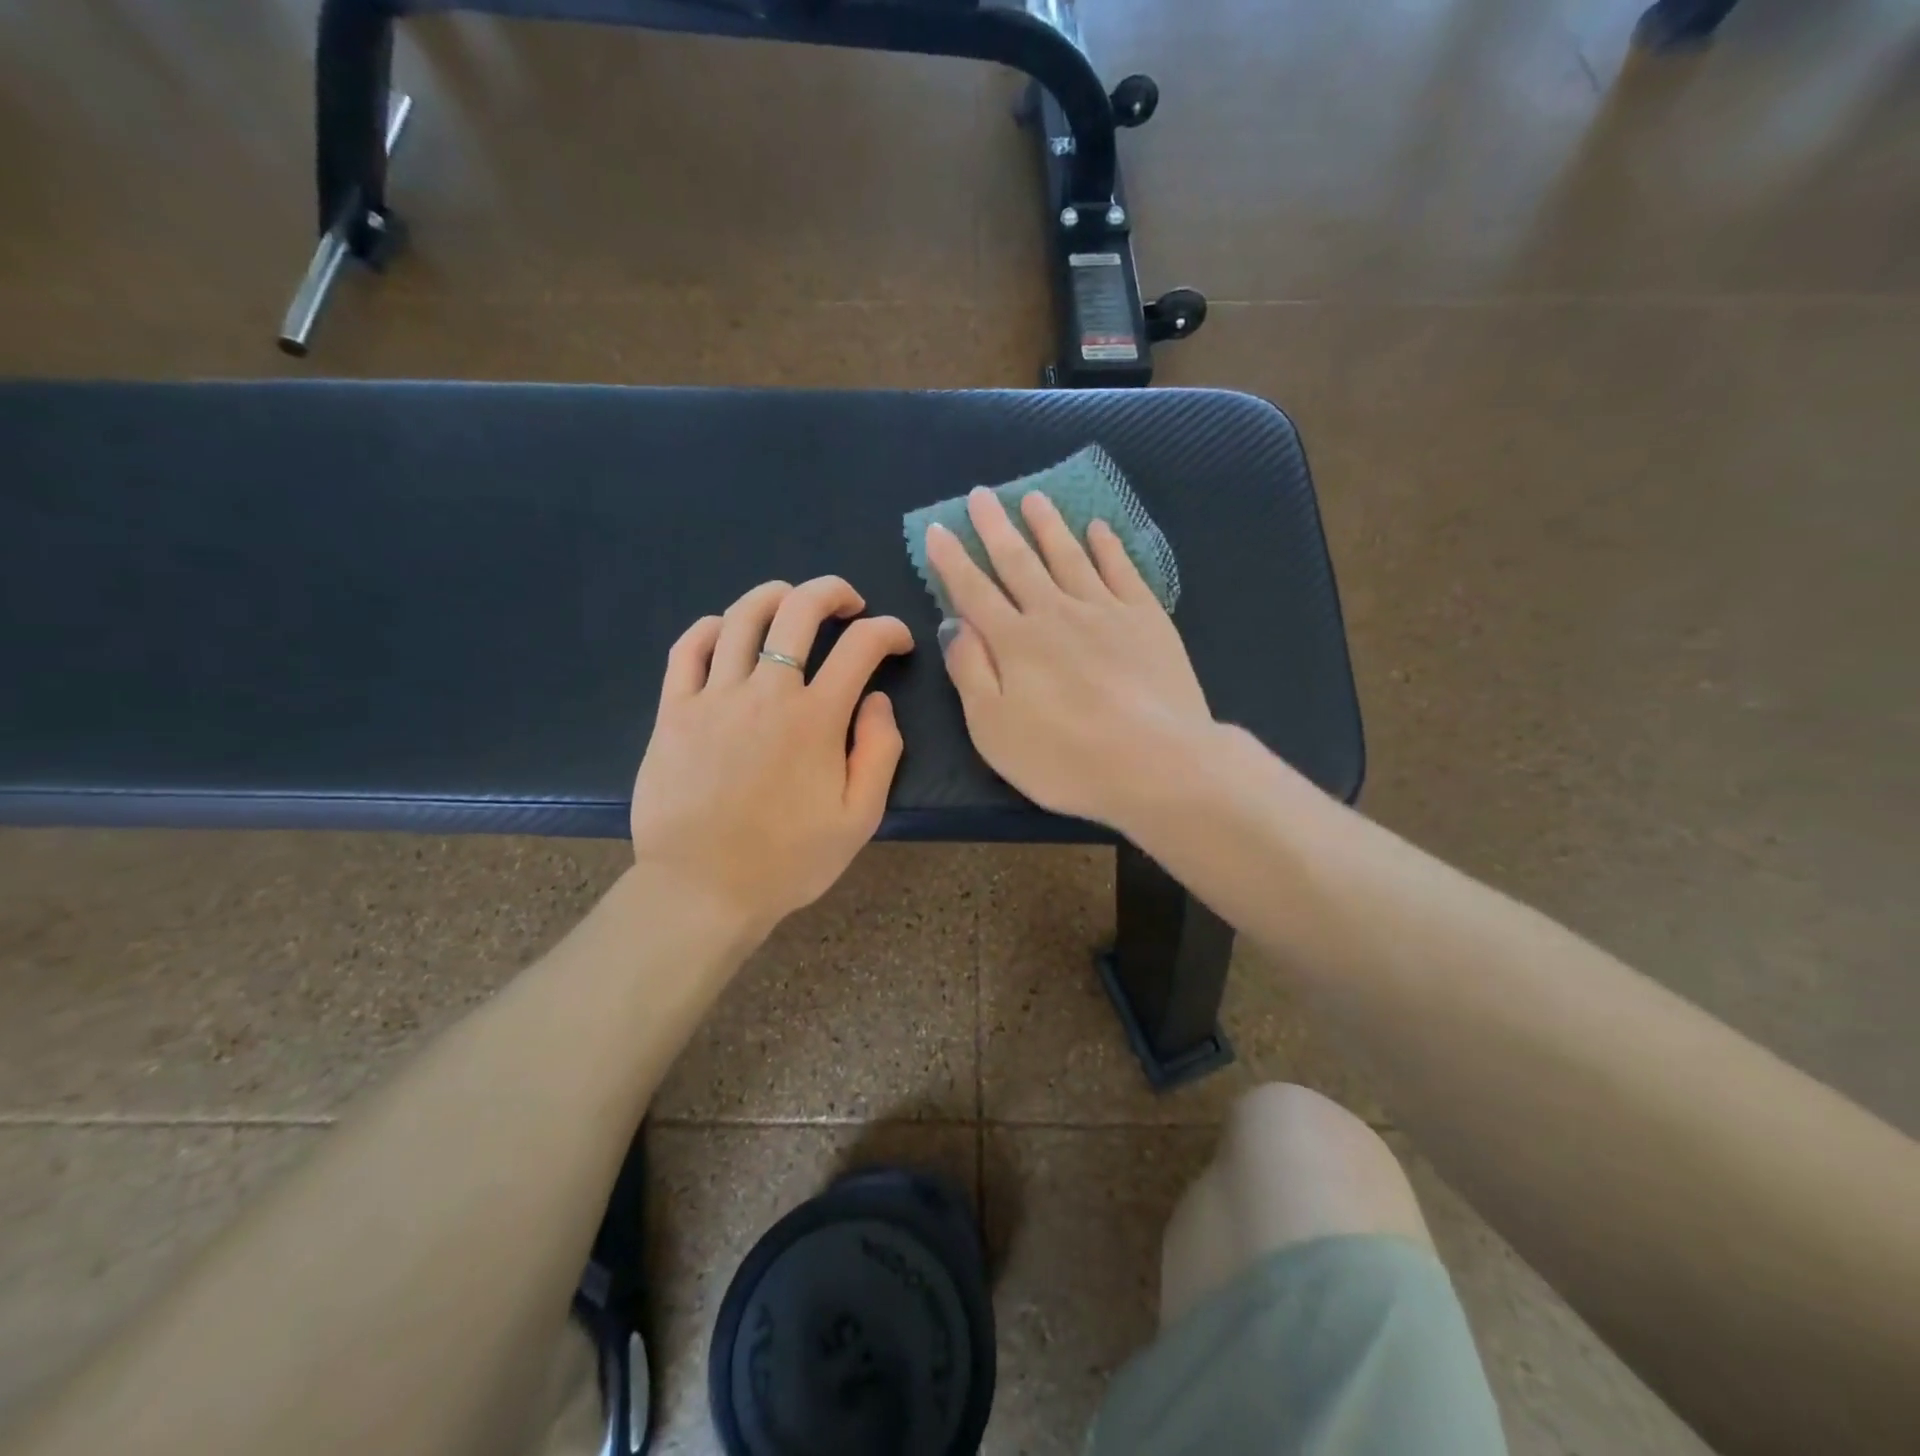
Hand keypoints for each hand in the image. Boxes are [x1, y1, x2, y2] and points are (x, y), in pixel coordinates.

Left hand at [630, 576, 914, 937]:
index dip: (889, 631)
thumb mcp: (859, 818)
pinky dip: (712, 627)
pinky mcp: (673, 711)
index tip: (898, 642)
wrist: (702, 890)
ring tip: (791, 600)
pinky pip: (688, 649)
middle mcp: (765, 692)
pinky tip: (728, 632)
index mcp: (816, 718)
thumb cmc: (788, 860)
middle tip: (849, 604)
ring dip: (775, 595)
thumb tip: (877, 700)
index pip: (861, 646)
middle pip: (799, 609)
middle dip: (832, 592)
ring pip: (742, 617)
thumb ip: (879, 751)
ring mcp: (713, 697)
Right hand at [925, 488, 1212, 827]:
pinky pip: (1121, 569)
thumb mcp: (993, 728)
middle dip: (996, 528)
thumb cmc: (1064, 758)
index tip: (938, 528)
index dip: (953, 559)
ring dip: (1048, 525)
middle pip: (1019, 562)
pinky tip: (1098, 528)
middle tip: (982, 495)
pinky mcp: (1147, 619)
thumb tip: (955, 624)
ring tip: (1033, 497)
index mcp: (1014, 641)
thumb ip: (970, 671)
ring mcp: (1105, 610)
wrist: (1157, 763)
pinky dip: (1107, 546)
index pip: (974, 590)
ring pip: (1069, 556)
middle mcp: (1055, 613)